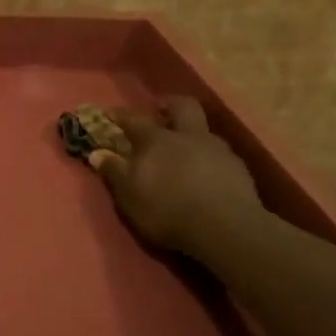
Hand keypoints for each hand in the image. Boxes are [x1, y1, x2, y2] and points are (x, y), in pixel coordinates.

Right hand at [87, 98, 264, 257]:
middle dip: (169, 105)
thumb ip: (113, 172)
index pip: (134, 119)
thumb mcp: (129, 195)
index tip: (110, 112)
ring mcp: (217, 150)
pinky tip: (207, 174)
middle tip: (160, 111)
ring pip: (204, 130)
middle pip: (182, 106)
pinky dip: (209, 158)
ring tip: (185, 150)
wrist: (225, 229)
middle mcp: (188, 136)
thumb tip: (96, 153)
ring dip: (192, 134)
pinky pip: (220, 154)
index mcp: (156, 140)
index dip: (120, 114)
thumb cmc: (167, 210)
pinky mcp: (239, 169)